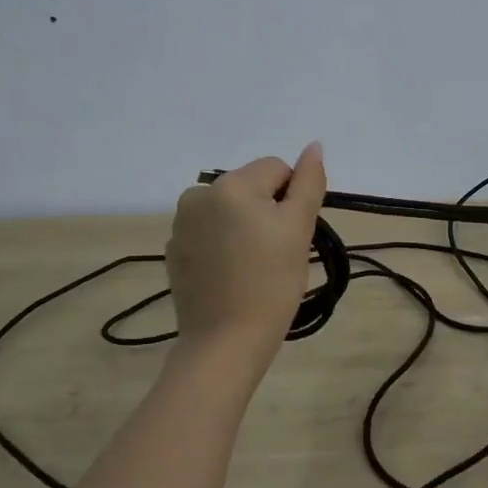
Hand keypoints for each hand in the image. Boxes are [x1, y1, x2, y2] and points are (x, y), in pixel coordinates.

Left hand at [166, 144, 326, 354]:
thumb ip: (309, 182)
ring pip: (230, 209)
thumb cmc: (271, 283)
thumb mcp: (299, 229)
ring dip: (245, 226)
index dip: (293, 200)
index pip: (277, 169)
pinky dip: (223, 245)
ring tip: (253, 265)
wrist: (225, 341)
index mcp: (230, 185)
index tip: (292, 236)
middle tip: (276, 253)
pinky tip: (231, 275)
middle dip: (267, 211)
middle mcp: (198, 194)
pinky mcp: (173, 250)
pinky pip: (209, 232)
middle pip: (251, 186)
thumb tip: (314, 146)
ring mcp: (180, 224)